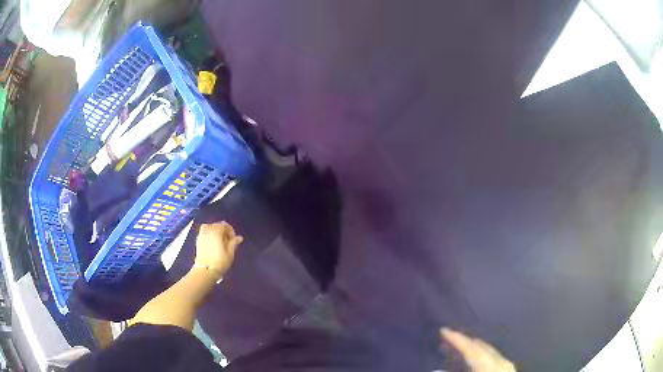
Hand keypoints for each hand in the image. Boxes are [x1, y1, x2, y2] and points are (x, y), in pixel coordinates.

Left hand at [194, 222, 243, 279]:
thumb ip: (233, 243)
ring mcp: (201, 236)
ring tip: (219, 240)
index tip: (233, 239)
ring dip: (214, 231)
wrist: (205, 270)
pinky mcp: (198, 241)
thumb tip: (239, 237)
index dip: (230, 230)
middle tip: (227, 240)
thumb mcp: (230, 253)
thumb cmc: (220, 262)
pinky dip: (208, 234)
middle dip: (222, 230)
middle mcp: (207, 231)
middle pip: (215, 225)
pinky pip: (204, 233)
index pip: (224, 225)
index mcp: (216, 232)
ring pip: (208, 227)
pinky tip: (212, 243)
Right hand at [440, 328, 515, 371]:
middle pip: (481, 346)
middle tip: (447, 337)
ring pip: (488, 351)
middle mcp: (500, 361)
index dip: (457, 338)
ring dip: (471, 348)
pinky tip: (474, 359)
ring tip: (457, 347)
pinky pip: (492, 357)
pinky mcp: (507, 370)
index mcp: (489, 365)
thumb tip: (436, 370)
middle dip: (463, 341)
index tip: (443, 330)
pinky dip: (480, 354)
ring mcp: (506, 365)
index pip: (471, 348)